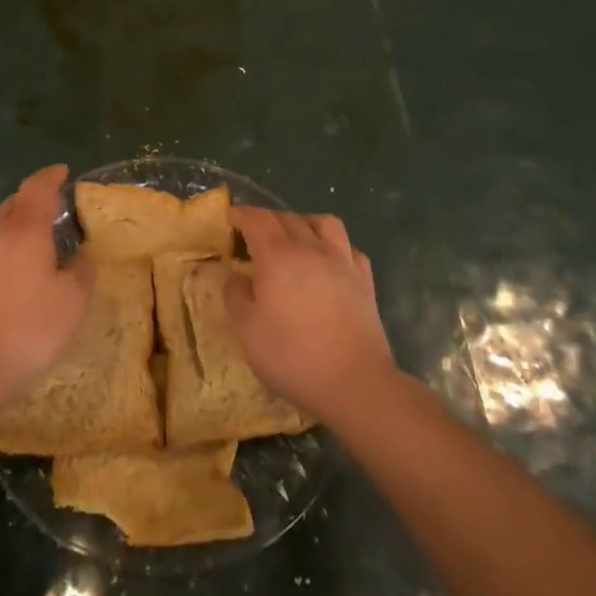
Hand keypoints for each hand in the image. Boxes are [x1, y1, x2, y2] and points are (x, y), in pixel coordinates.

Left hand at [0, 165, 93, 413]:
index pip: (37, 187)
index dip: (51, 176)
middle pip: (14, 204)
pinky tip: (6, 276)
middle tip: (52, 211)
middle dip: (33, 201)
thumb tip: (83, 255)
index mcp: (24, 229)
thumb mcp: (72, 302)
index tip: (63, 172)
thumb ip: (82, 270)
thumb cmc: (28, 330)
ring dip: (14, 227)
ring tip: (31, 246)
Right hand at [226, 206, 393, 425]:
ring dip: (304, 222)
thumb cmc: (293, 356)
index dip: (241, 213)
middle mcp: (311, 248)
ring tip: (295, 237)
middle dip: (267, 219)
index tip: (230, 216)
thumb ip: (236, 296)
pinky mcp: (364, 280)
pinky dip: (334, 245)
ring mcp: (342, 261)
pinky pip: (348, 247)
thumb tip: (235, 275)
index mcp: (278, 255)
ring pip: (324, 222)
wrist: (355, 382)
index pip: (257, 219)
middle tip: (254, 234)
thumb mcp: (248, 331)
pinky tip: (328, 260)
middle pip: (287, 217)